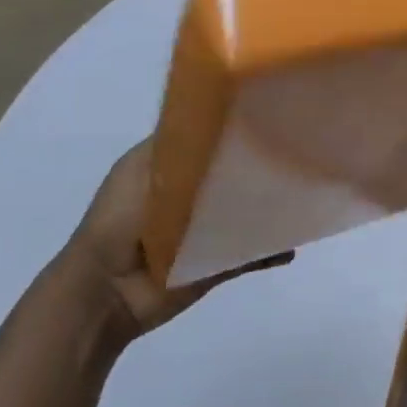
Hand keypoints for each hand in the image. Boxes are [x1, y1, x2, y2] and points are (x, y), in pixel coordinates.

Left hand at [64, 139, 290, 343]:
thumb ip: (178, 147)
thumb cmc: (118, 221)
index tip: (268, 118)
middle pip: (232, 180)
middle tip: (297, 158)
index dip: (234, 133)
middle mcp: (189, 199)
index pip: (209, 145)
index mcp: (169, 170)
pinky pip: (249, 256)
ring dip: (270, 212)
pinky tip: (292, 246)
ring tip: (302, 200)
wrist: (105, 289)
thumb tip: (221, 120)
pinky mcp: (214, 265)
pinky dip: (270, 252)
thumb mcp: (141, 169)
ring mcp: (203, 234)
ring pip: (246, 217)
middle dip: (260, 172)